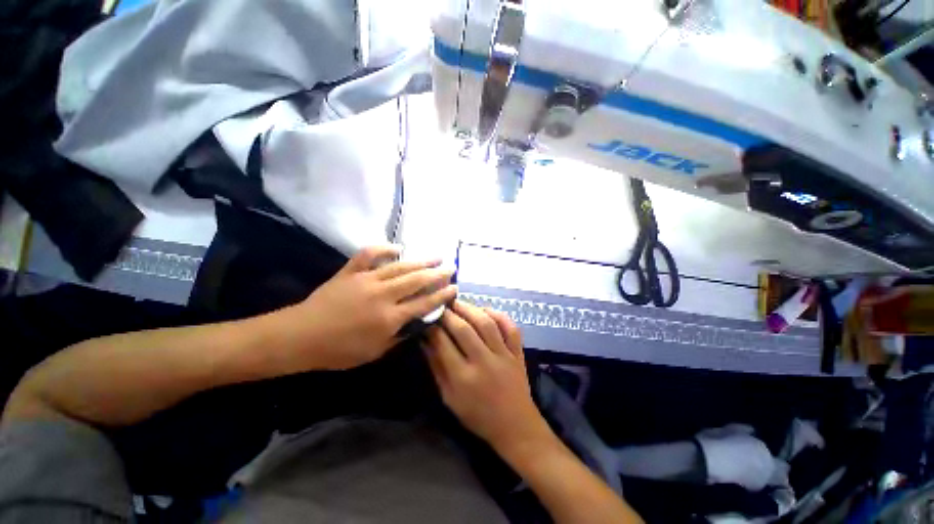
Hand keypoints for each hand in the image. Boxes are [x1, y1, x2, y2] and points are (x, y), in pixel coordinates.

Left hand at [282, 245, 456, 369]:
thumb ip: (399, 337)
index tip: (455, 287)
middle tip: (451, 267)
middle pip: (417, 280)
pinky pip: (369, 255)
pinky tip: (397, 247)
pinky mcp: (351, 272)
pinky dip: (384, 249)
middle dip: (438, 274)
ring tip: (436, 257)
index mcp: (390, 318)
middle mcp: (383, 295)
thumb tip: (416, 324)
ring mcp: (367, 280)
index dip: (442, 295)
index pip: (424, 303)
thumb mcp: (374, 353)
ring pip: (400, 267)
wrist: (300, 336)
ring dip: (420, 261)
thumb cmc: (338, 351)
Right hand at [424, 301, 550, 452]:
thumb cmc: (477, 416)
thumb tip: (425, 341)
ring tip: (458, 302)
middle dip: (449, 314)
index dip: (433, 328)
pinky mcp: (518, 352)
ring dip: (470, 309)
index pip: (443, 343)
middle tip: (441, 305)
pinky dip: (498, 315)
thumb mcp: (449, 398)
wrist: (515, 426)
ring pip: (486, 323)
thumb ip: (437, 367)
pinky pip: (510, 327)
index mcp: (463, 378)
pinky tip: (485, 310)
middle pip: (464, 329)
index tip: (427, 318)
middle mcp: (484, 362)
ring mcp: (504, 355)